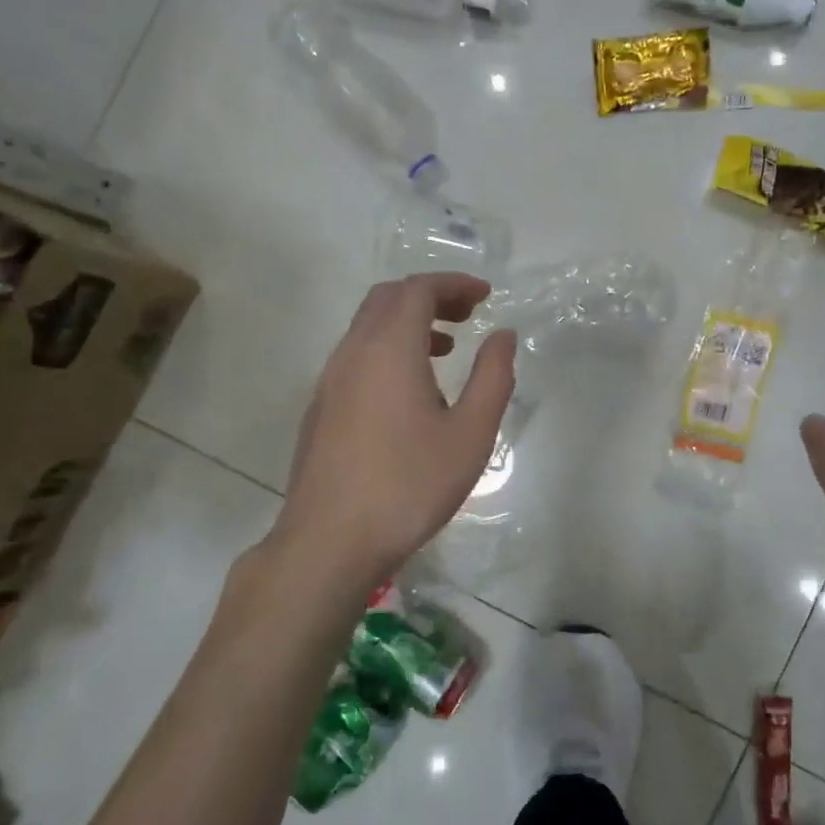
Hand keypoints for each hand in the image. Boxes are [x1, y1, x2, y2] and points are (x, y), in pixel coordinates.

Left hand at [272, 273, 515, 597]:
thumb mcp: (470, 435)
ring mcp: (330, 380)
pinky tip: (410, 391)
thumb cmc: (409, 485)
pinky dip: (387, 349)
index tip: (486, 296)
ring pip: (368, 327)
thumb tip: (503, 336)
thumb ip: (492, 378)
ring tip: (446, 350)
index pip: (418, 290)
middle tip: (467, 315)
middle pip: (388, 299)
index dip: (454, 284)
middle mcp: (353, 352)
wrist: (330, 541)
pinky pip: (356, 356)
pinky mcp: (321, 408)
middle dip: (430, 297)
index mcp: (389, 349)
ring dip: (408, 324)